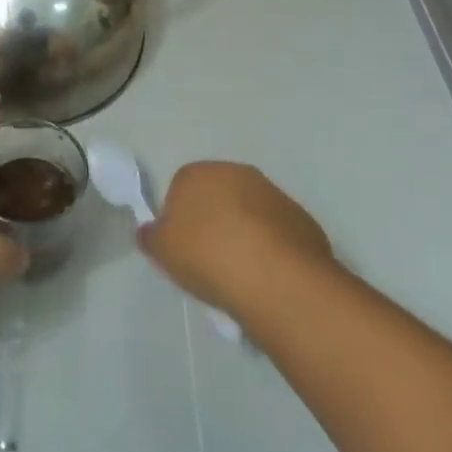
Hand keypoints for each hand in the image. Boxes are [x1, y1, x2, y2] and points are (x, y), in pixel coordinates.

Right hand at [139, 162, 334, 313]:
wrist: (276, 279)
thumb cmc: (208, 256)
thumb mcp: (163, 251)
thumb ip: (151, 237)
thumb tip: (148, 231)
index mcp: (198, 172)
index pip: (180, 189)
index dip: (180, 220)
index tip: (184, 250)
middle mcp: (236, 172)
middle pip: (218, 198)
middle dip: (214, 223)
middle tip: (210, 262)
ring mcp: (273, 194)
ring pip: (250, 215)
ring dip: (245, 235)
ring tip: (242, 276)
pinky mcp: (302, 219)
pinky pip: (278, 234)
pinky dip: (272, 250)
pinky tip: (268, 278)